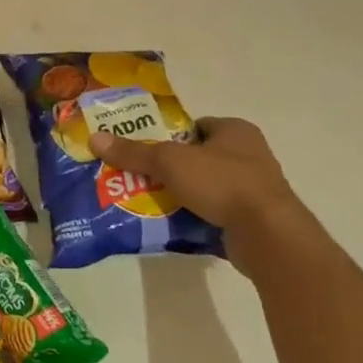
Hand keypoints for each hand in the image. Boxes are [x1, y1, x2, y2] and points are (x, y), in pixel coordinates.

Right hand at [90, 117, 319, 275]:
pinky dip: (194, 216)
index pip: (195, 126)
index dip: (168, 134)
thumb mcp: (169, 162)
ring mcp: (254, 190)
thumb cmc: (222, 183)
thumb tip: (94, 138)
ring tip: (147, 199)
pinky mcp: (253, 219)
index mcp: (236, 131)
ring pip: (204, 186)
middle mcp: (249, 156)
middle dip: (169, 167)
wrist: (268, 236)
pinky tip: (170, 221)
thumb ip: (133, 152)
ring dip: (180, 193)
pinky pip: (214, 212)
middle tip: (137, 174)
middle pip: (196, 157)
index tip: (143, 147)